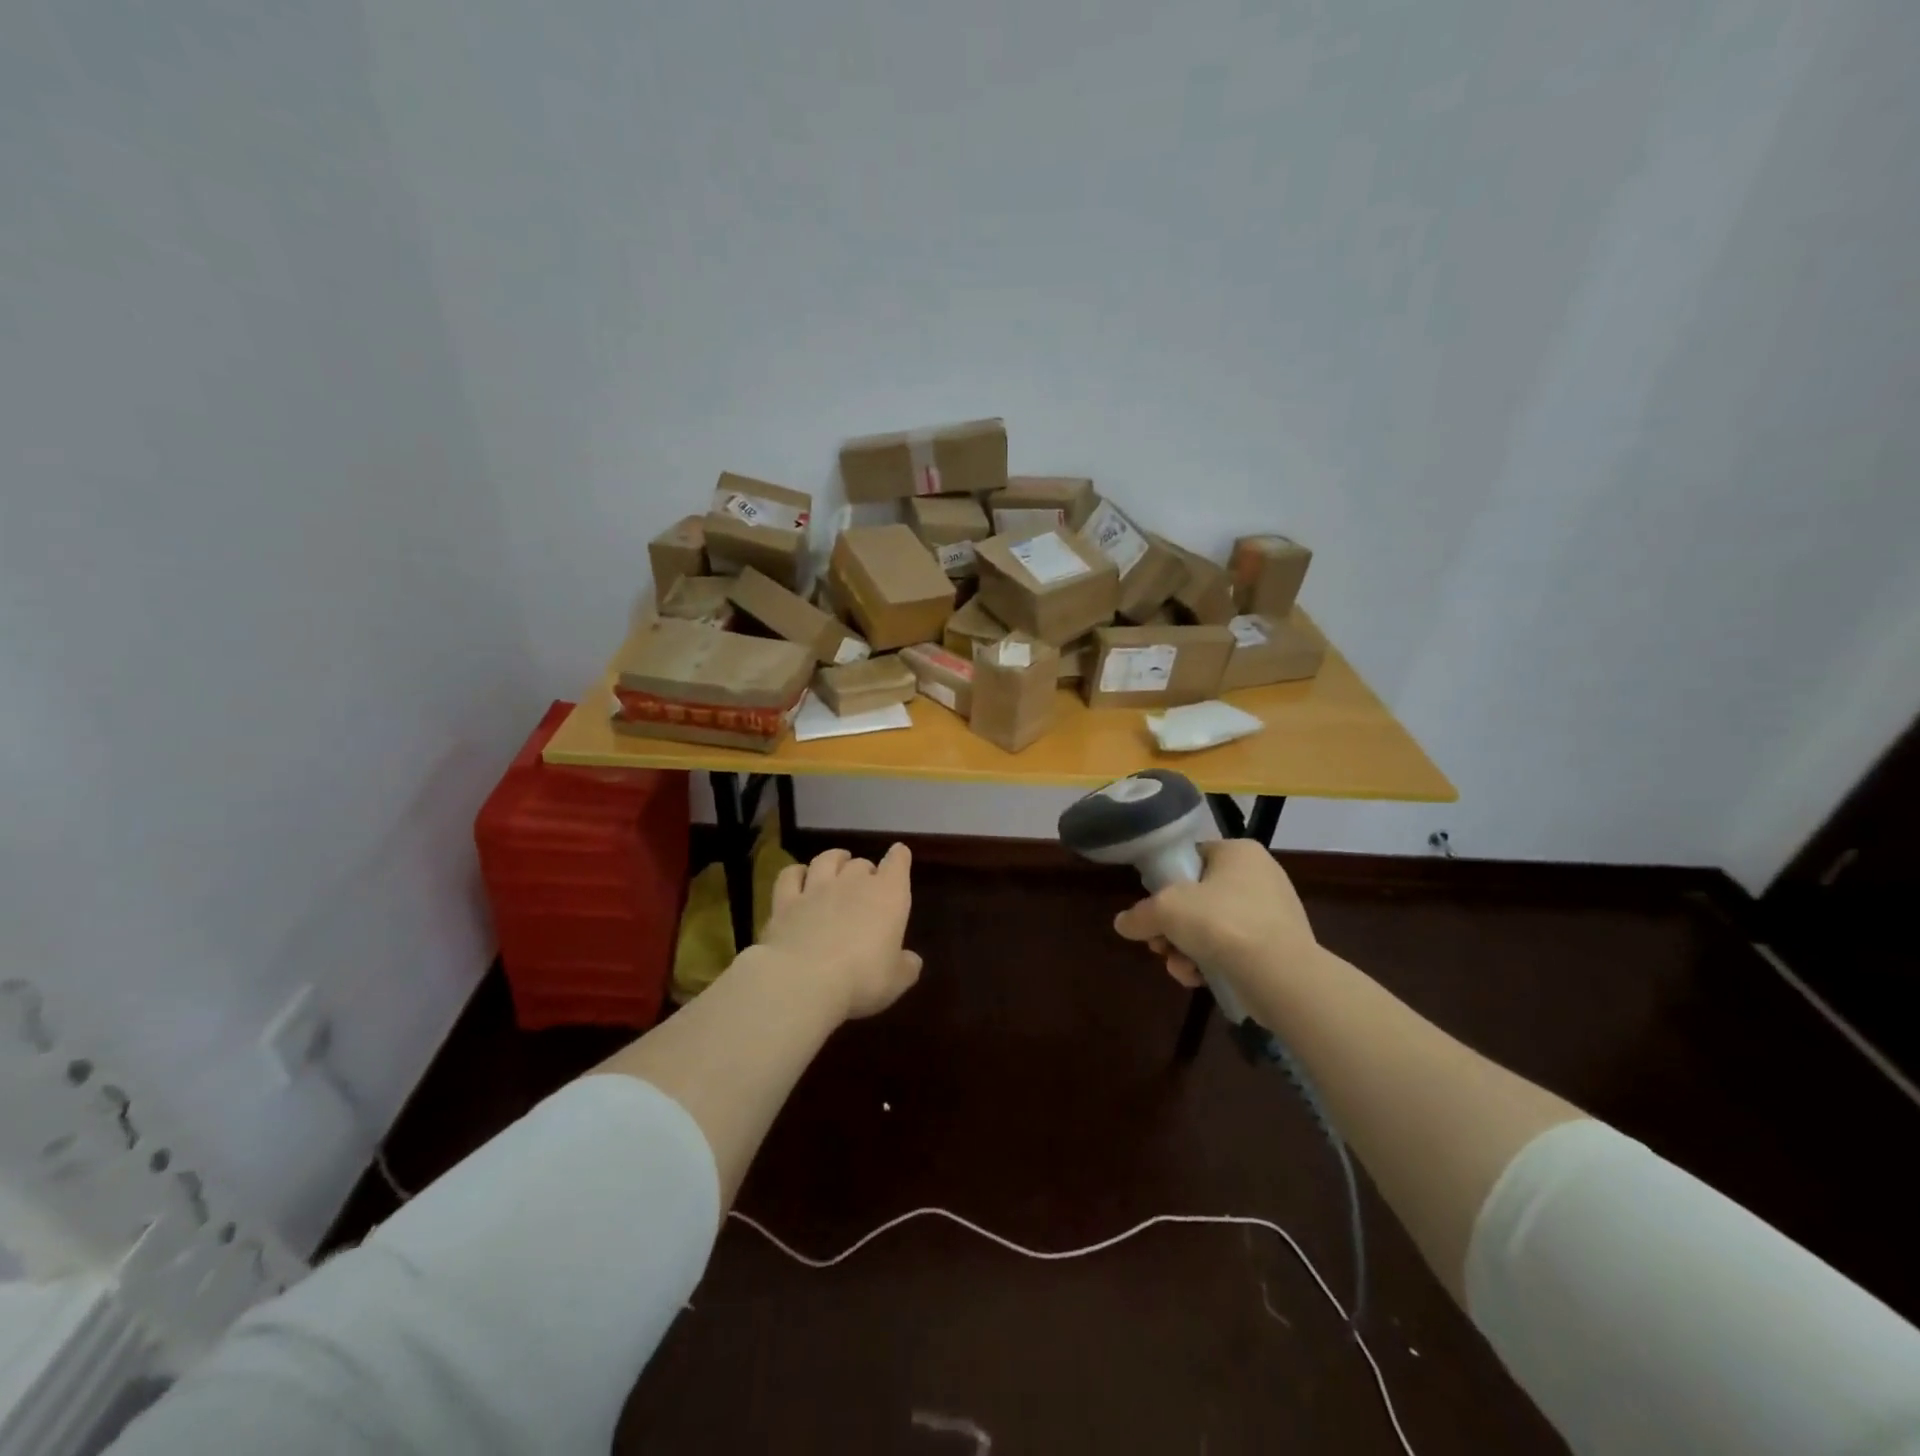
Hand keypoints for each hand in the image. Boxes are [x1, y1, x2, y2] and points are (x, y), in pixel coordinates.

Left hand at [760, 844, 921, 1020]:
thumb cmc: (862, 979)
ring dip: (834, 860)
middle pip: (861, 864)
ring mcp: (817, 889)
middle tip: (866, 884)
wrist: (803, 980)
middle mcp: (853, 883)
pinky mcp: (785, 901)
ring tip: (836, 864)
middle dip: (865, 870)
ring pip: (826, 860)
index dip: (899, 857)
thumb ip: (906, 966)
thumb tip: (911, 960)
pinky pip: (790, 875)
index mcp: (888, 895)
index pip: (898, 863)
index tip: (899, 854)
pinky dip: (797, 872)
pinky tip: (798, 877)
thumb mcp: (896, 980)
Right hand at [1113, 840, 1319, 991]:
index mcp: (1238, 852)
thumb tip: (1123, 924)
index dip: (1166, 883)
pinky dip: (1213, 963)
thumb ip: (1140, 915)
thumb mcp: (1166, 910)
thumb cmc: (1221, 922)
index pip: (1192, 858)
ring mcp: (1274, 913)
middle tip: (1158, 945)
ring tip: (1178, 968)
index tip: (1153, 909)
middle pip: (1199, 898)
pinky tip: (1199, 980)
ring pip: (1214, 928)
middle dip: (1173, 927)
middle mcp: (1261, 875)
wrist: (1280, 975)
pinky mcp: (1280, 948)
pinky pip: (1235, 949)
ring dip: (1187, 949)